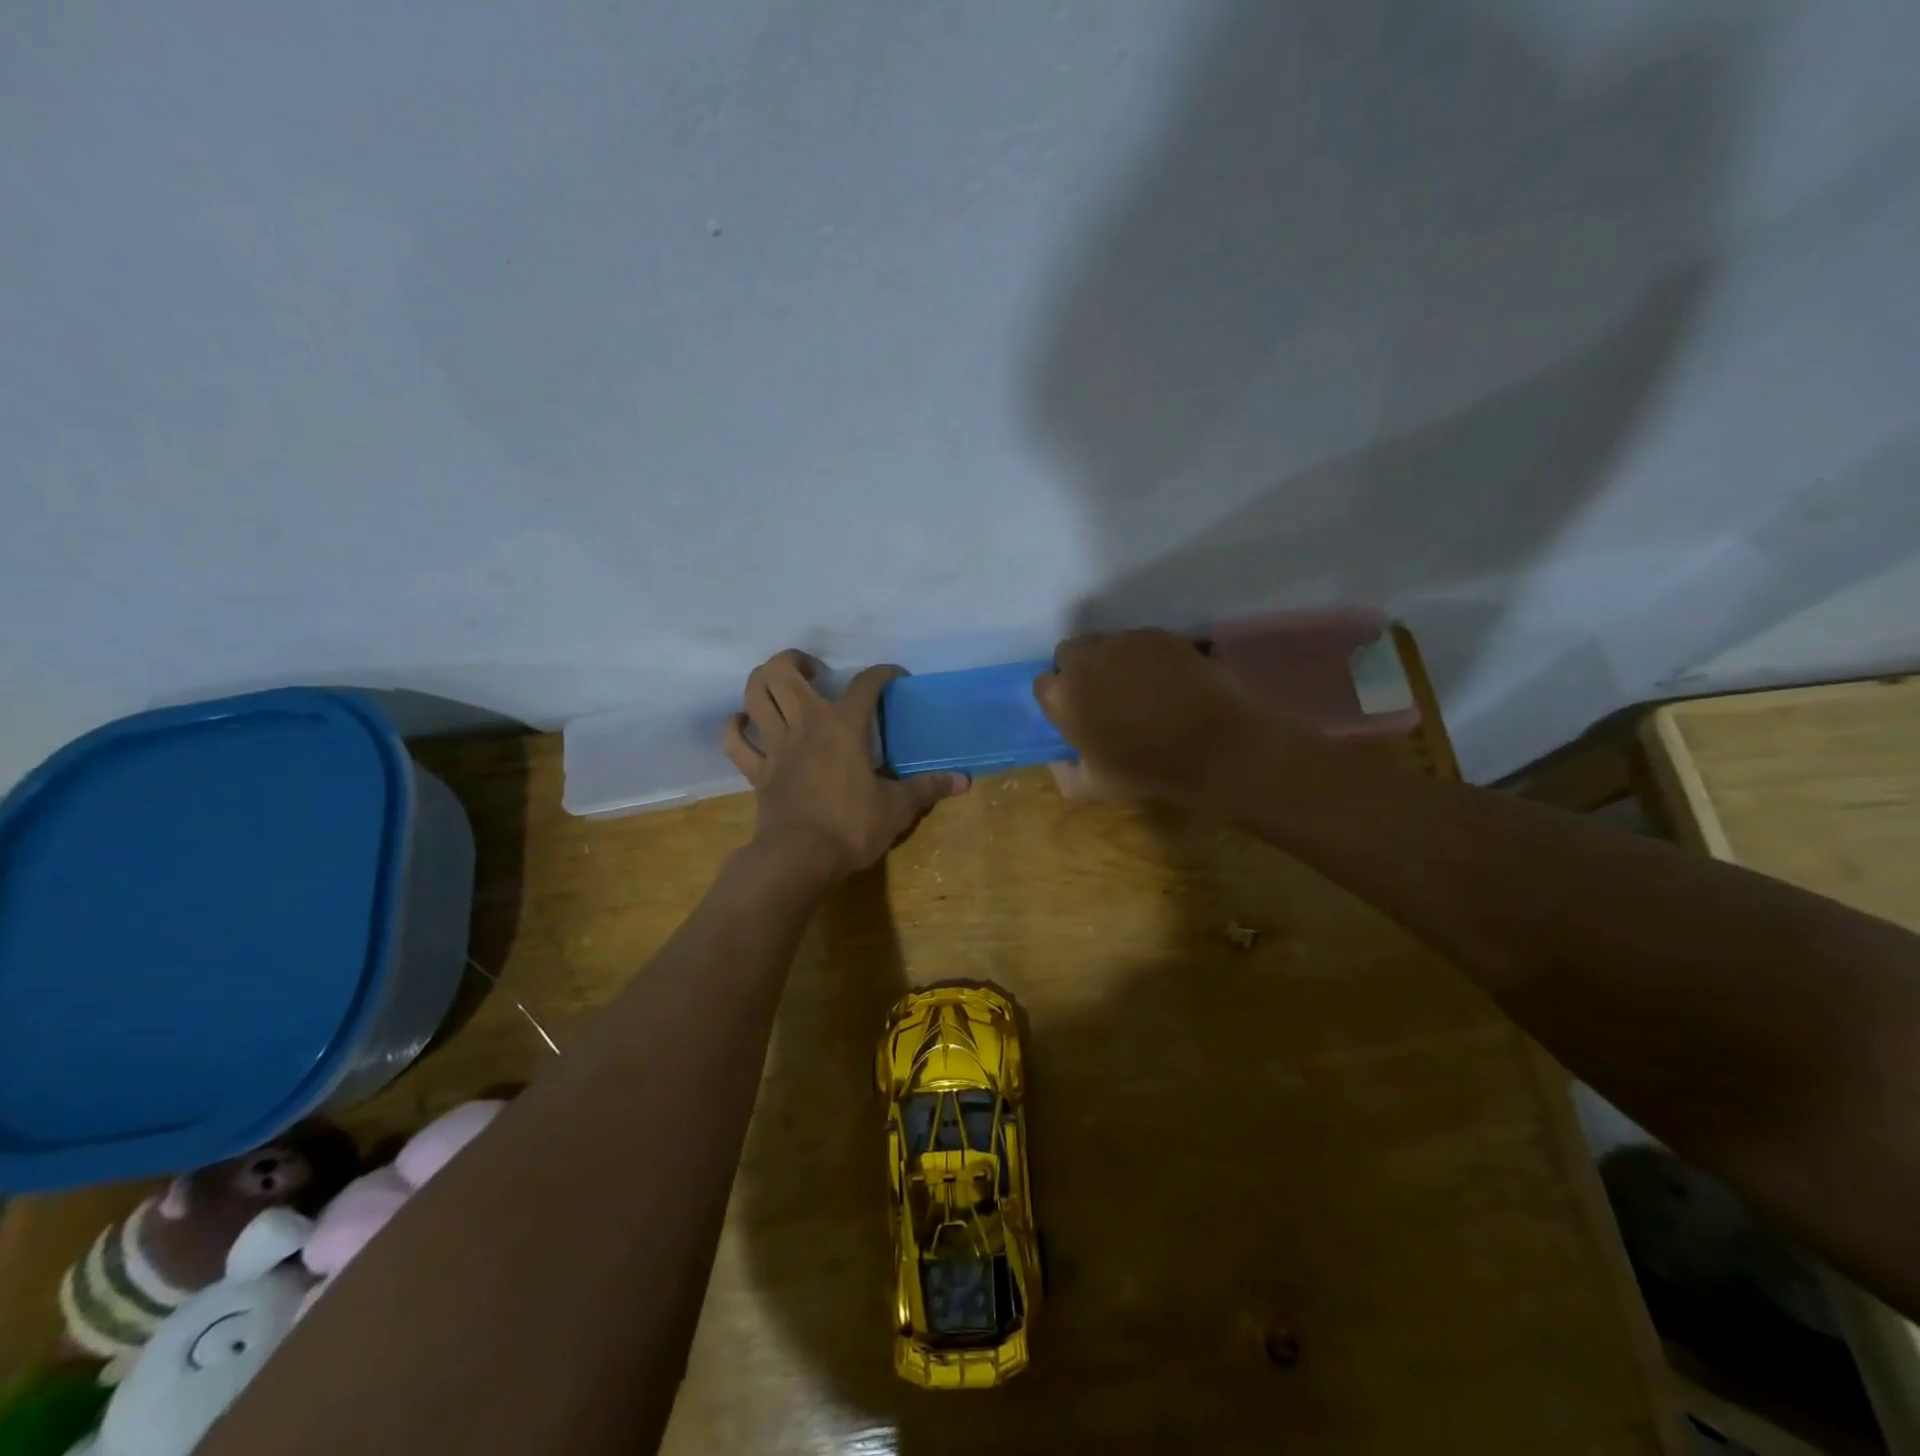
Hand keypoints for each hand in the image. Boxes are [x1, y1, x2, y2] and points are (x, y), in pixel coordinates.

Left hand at [722, 651, 968, 878]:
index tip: (895, 677)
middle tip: (816, 674)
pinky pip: (735, 741)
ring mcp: (775, 746)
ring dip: (763, 682)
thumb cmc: (851, 827)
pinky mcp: (756, 771)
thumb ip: (927, 788)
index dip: (883, 673)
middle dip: (796, 660)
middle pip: (782, 672)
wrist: (800, 858)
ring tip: (782, 688)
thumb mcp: (897, 808)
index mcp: (843, 727)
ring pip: (754, 695)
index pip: (866, 684)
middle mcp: (805, 725)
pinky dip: (736, 727)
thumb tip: (965, 782)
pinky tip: (745, 723)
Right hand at [1032, 629, 1281, 803]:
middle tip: (1102, 692)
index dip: (1059, 698)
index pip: (1044, 685)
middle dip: (1079, 668)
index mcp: (1064, 698)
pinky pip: (1138, 640)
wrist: (1214, 746)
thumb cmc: (1149, 770)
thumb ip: (1068, 774)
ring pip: (1104, 642)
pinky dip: (1143, 656)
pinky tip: (1164, 678)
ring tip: (1136, 684)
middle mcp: (1086, 661)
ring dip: (1110, 659)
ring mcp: (1123, 643)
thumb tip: (1059, 763)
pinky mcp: (1157, 635)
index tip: (1076, 712)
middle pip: (1068, 652)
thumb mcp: (1097, 786)